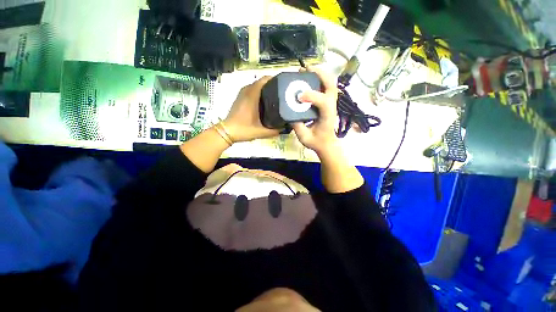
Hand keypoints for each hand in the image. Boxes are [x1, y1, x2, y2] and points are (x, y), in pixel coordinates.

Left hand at [224, 76, 279, 142]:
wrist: (227, 131)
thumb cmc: (243, 130)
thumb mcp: (261, 132)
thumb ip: (274, 131)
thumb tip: (285, 128)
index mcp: (252, 96)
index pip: (264, 80)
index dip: (274, 79)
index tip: (284, 84)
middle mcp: (246, 91)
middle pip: (261, 82)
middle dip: (272, 84)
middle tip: (282, 91)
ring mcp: (242, 94)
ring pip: (256, 85)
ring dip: (265, 88)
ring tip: (276, 95)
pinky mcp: (240, 97)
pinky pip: (251, 89)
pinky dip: (259, 91)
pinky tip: (265, 100)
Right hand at [292, 67, 339, 155]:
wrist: (327, 144)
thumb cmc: (316, 142)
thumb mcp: (304, 138)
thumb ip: (297, 126)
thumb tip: (290, 113)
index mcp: (327, 116)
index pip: (323, 102)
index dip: (312, 96)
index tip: (299, 96)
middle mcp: (331, 107)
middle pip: (331, 85)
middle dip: (319, 74)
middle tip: (305, 70)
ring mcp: (331, 103)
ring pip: (330, 83)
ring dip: (319, 74)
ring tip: (306, 70)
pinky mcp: (327, 102)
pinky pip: (326, 87)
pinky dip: (319, 79)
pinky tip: (309, 78)